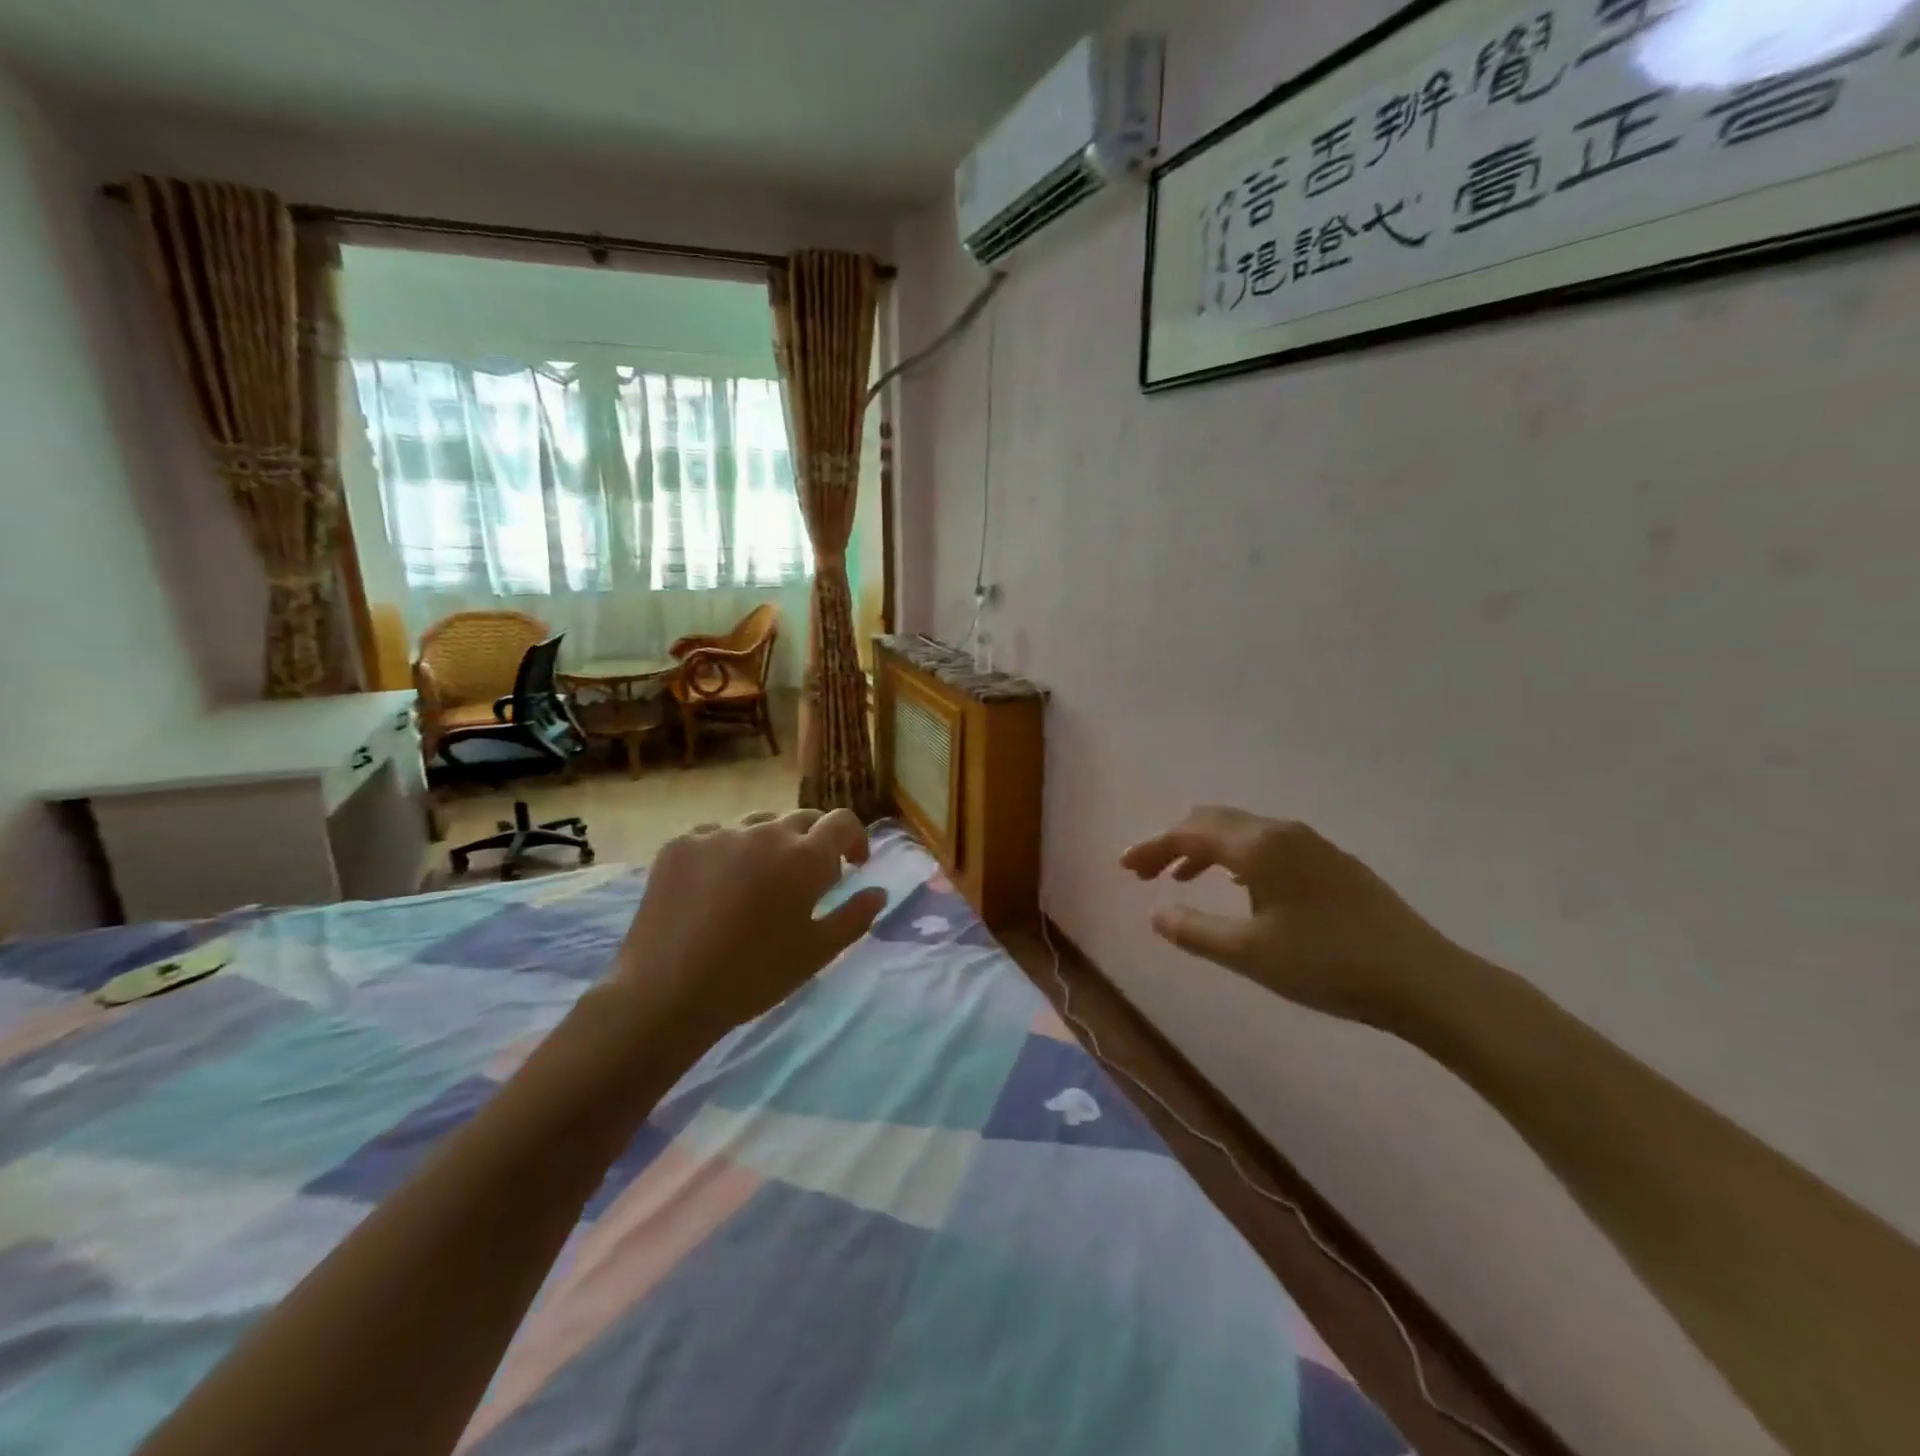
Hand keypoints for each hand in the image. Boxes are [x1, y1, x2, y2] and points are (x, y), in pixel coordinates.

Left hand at [611, 808, 887, 1035]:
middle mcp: (765, 832)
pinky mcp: (681, 843)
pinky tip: (715, 888)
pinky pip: (716, 836)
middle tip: (808, 877)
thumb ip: (855, 916)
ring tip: (759, 882)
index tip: (853, 864)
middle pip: (802, 819)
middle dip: (815, 841)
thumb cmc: (754, 976)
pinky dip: (726, 853)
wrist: (666, 992)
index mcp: (805, 857)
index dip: (854, 838)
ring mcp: (719, 834)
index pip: (842, 822)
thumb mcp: (817, 953)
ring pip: (758, 825)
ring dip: (770, 844)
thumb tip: (878, 892)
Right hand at [1121, 806, 1457, 1025]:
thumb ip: (1194, 930)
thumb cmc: (1328, 965)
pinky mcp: (1330, 860)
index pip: (1189, 834)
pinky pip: (1266, 843)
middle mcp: (1281, 831)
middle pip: (1213, 821)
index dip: (1151, 848)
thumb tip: (1155, 914)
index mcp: (1258, 847)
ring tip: (1181, 879)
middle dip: (1173, 842)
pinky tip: (1236, 884)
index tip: (1124, 867)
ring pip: (1241, 830)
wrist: (1422, 978)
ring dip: (1204, 848)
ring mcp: (1310, 843)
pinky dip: (1235, 855)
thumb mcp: (1250, 954)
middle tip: (1146, 873)